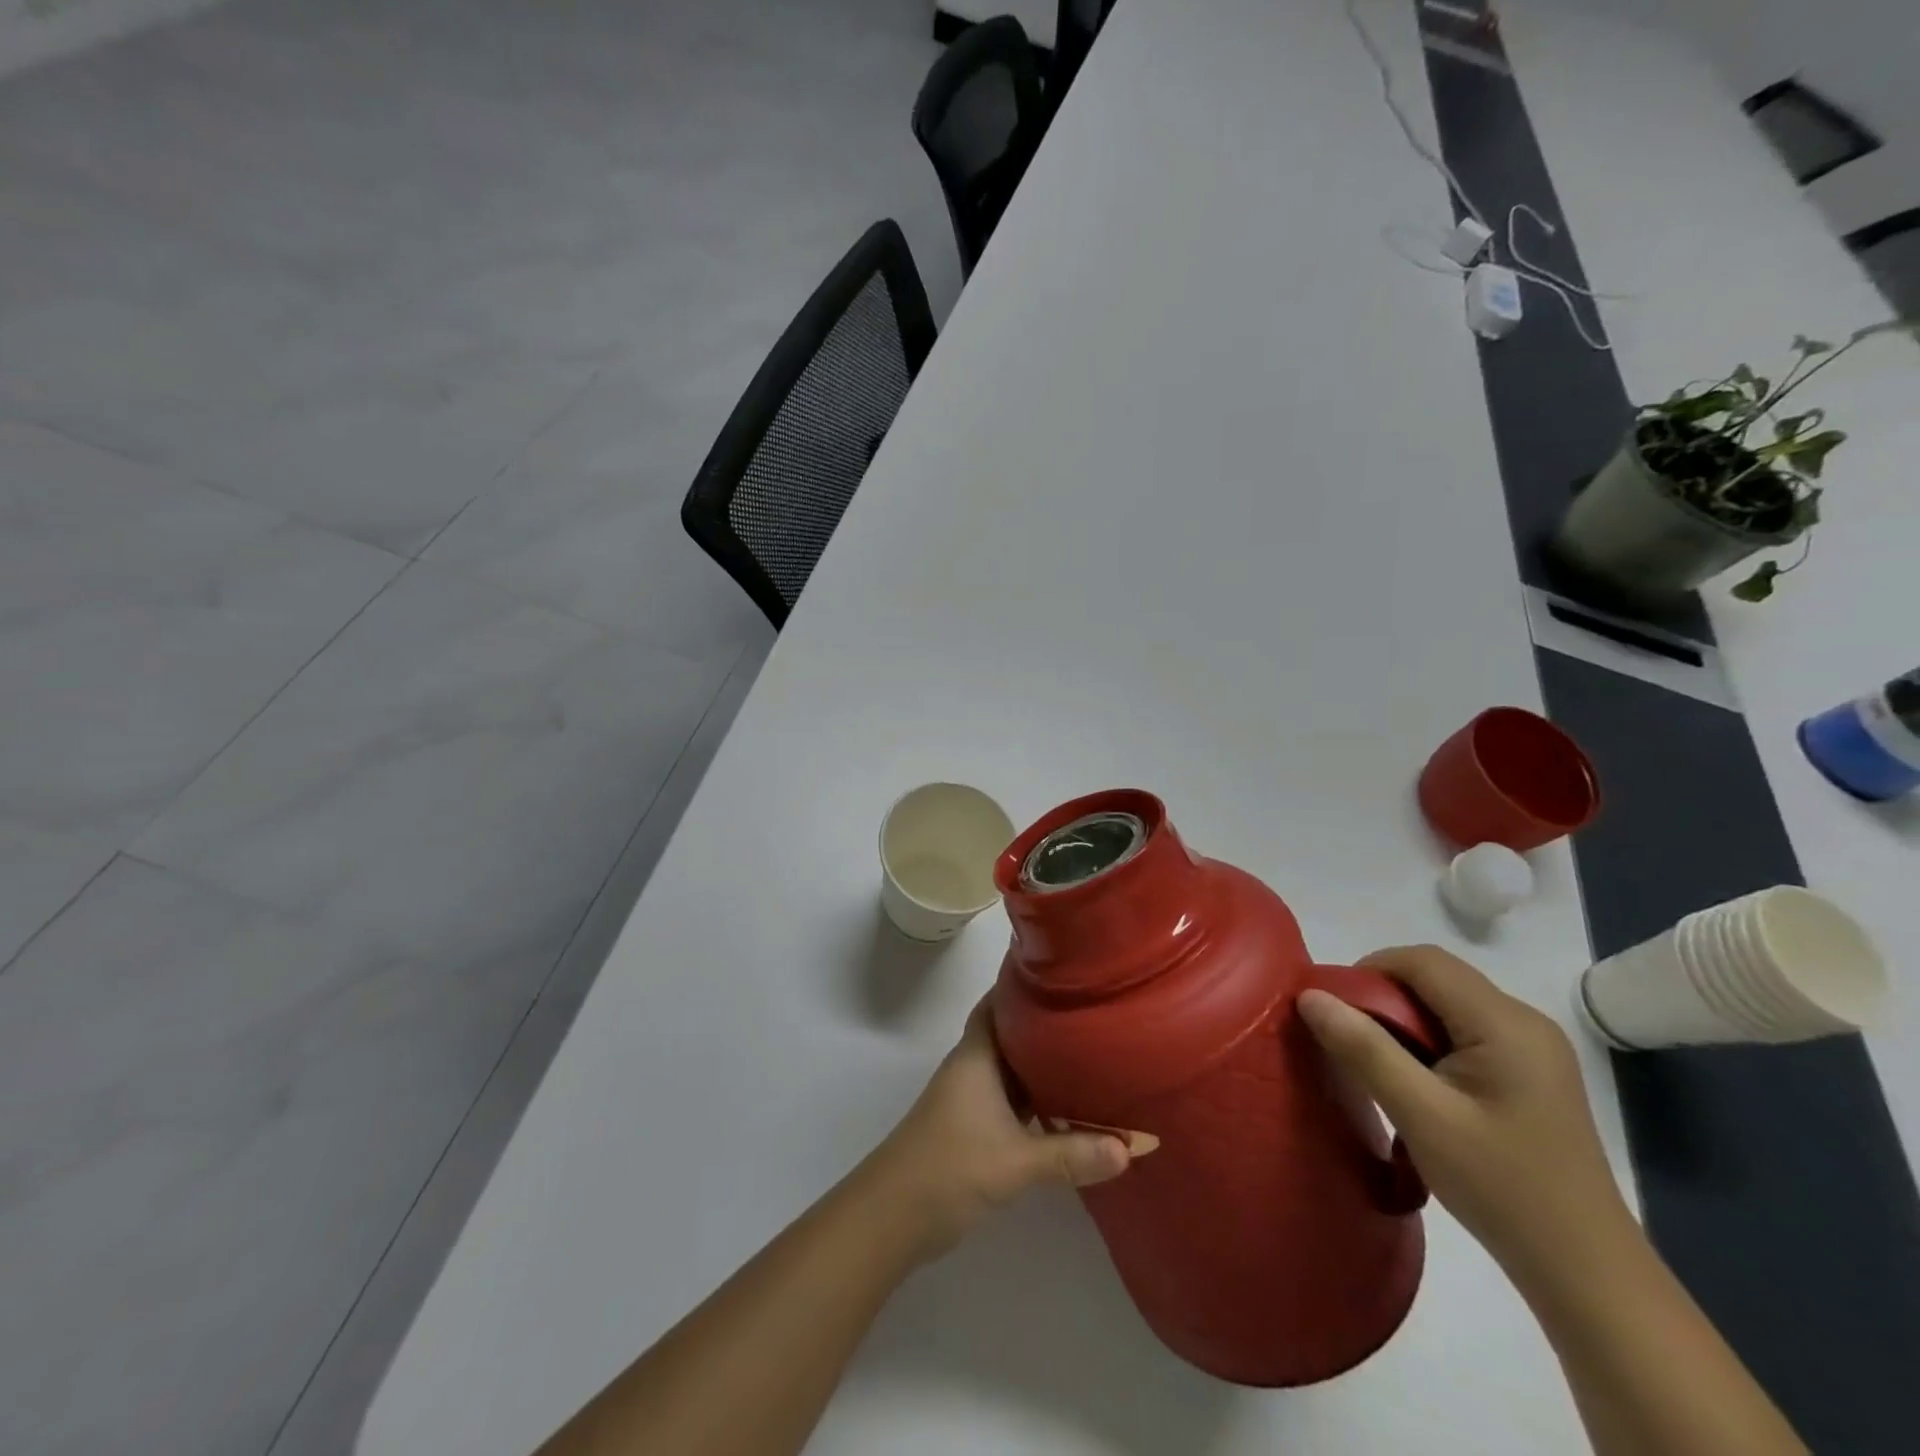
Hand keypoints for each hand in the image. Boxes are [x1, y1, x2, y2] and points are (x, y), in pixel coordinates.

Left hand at [864, 997, 1152, 1261]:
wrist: (894, 1215)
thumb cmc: (950, 1167)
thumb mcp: (1016, 1161)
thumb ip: (1073, 1154)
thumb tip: (1135, 1146)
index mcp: (978, 1055)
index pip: (1000, 1001)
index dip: (1027, 983)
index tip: (1065, 974)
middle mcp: (974, 1067)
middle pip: (1013, 1033)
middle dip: (1048, 1025)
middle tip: (1094, 1015)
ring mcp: (972, 1098)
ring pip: (1015, 1069)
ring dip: (1045, 1066)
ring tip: (1093, 1055)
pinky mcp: (974, 1127)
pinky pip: (1014, 1100)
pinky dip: (1039, 1100)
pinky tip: (1070, 1111)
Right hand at [1298, 945, 1632, 1291]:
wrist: (1586, 1272)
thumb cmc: (1500, 1187)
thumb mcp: (1421, 1115)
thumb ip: (1363, 1049)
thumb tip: (1310, 996)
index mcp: (1505, 1022)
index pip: (1423, 961)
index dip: (1368, 970)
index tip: (1333, 1008)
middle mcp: (1524, 1021)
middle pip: (1436, 978)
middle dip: (1383, 998)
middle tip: (1348, 1041)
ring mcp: (1533, 1048)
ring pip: (1447, 1004)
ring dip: (1404, 1022)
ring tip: (1377, 1066)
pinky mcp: (1531, 1072)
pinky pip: (1465, 1031)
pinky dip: (1428, 1042)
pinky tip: (1418, 1084)